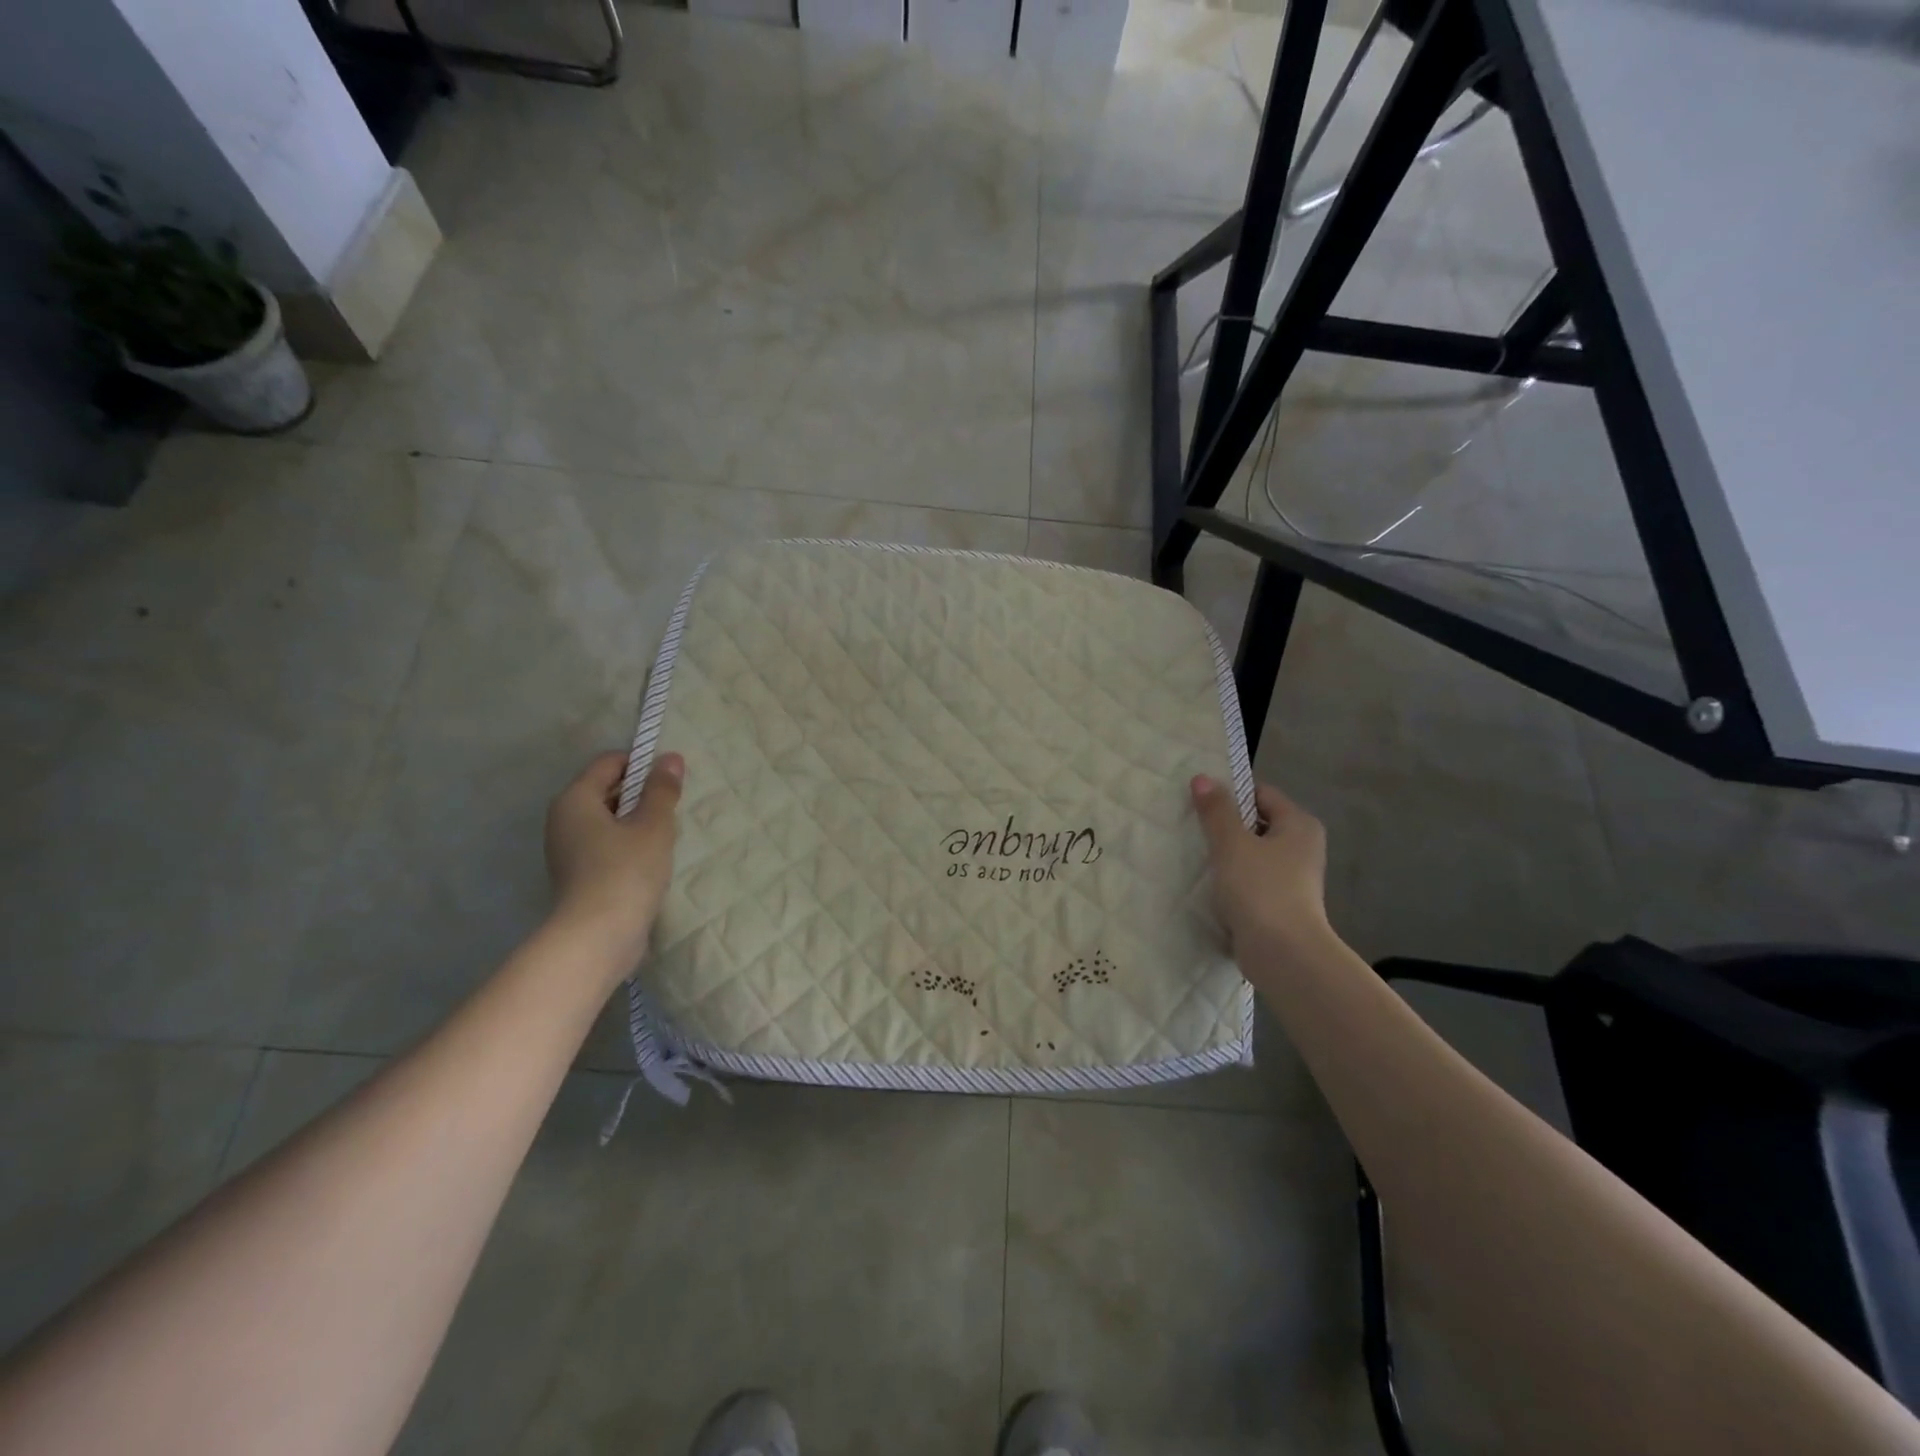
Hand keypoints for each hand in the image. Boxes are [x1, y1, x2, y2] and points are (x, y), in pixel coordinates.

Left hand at [544, 750, 683, 973]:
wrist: (599, 936)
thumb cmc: (626, 870)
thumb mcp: (653, 824)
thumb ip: (662, 789)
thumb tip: (670, 758)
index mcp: (575, 799)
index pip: (609, 763)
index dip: (641, 764)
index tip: (670, 781)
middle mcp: (563, 819)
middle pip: (605, 789)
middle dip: (640, 793)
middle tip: (671, 809)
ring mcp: (567, 850)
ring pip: (607, 819)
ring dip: (636, 821)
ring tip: (664, 836)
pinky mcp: (577, 875)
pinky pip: (605, 844)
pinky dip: (627, 844)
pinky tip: (650, 860)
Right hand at [1191, 774, 1329, 952]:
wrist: (1283, 954)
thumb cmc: (1260, 889)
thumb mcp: (1231, 843)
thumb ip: (1216, 810)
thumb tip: (1203, 778)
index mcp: (1299, 824)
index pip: (1261, 793)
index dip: (1230, 793)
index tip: (1199, 802)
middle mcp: (1303, 847)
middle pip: (1257, 823)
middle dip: (1226, 825)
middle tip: (1192, 828)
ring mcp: (1294, 878)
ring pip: (1253, 854)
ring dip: (1228, 855)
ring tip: (1196, 856)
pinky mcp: (1282, 904)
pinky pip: (1253, 880)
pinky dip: (1234, 880)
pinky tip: (1210, 886)